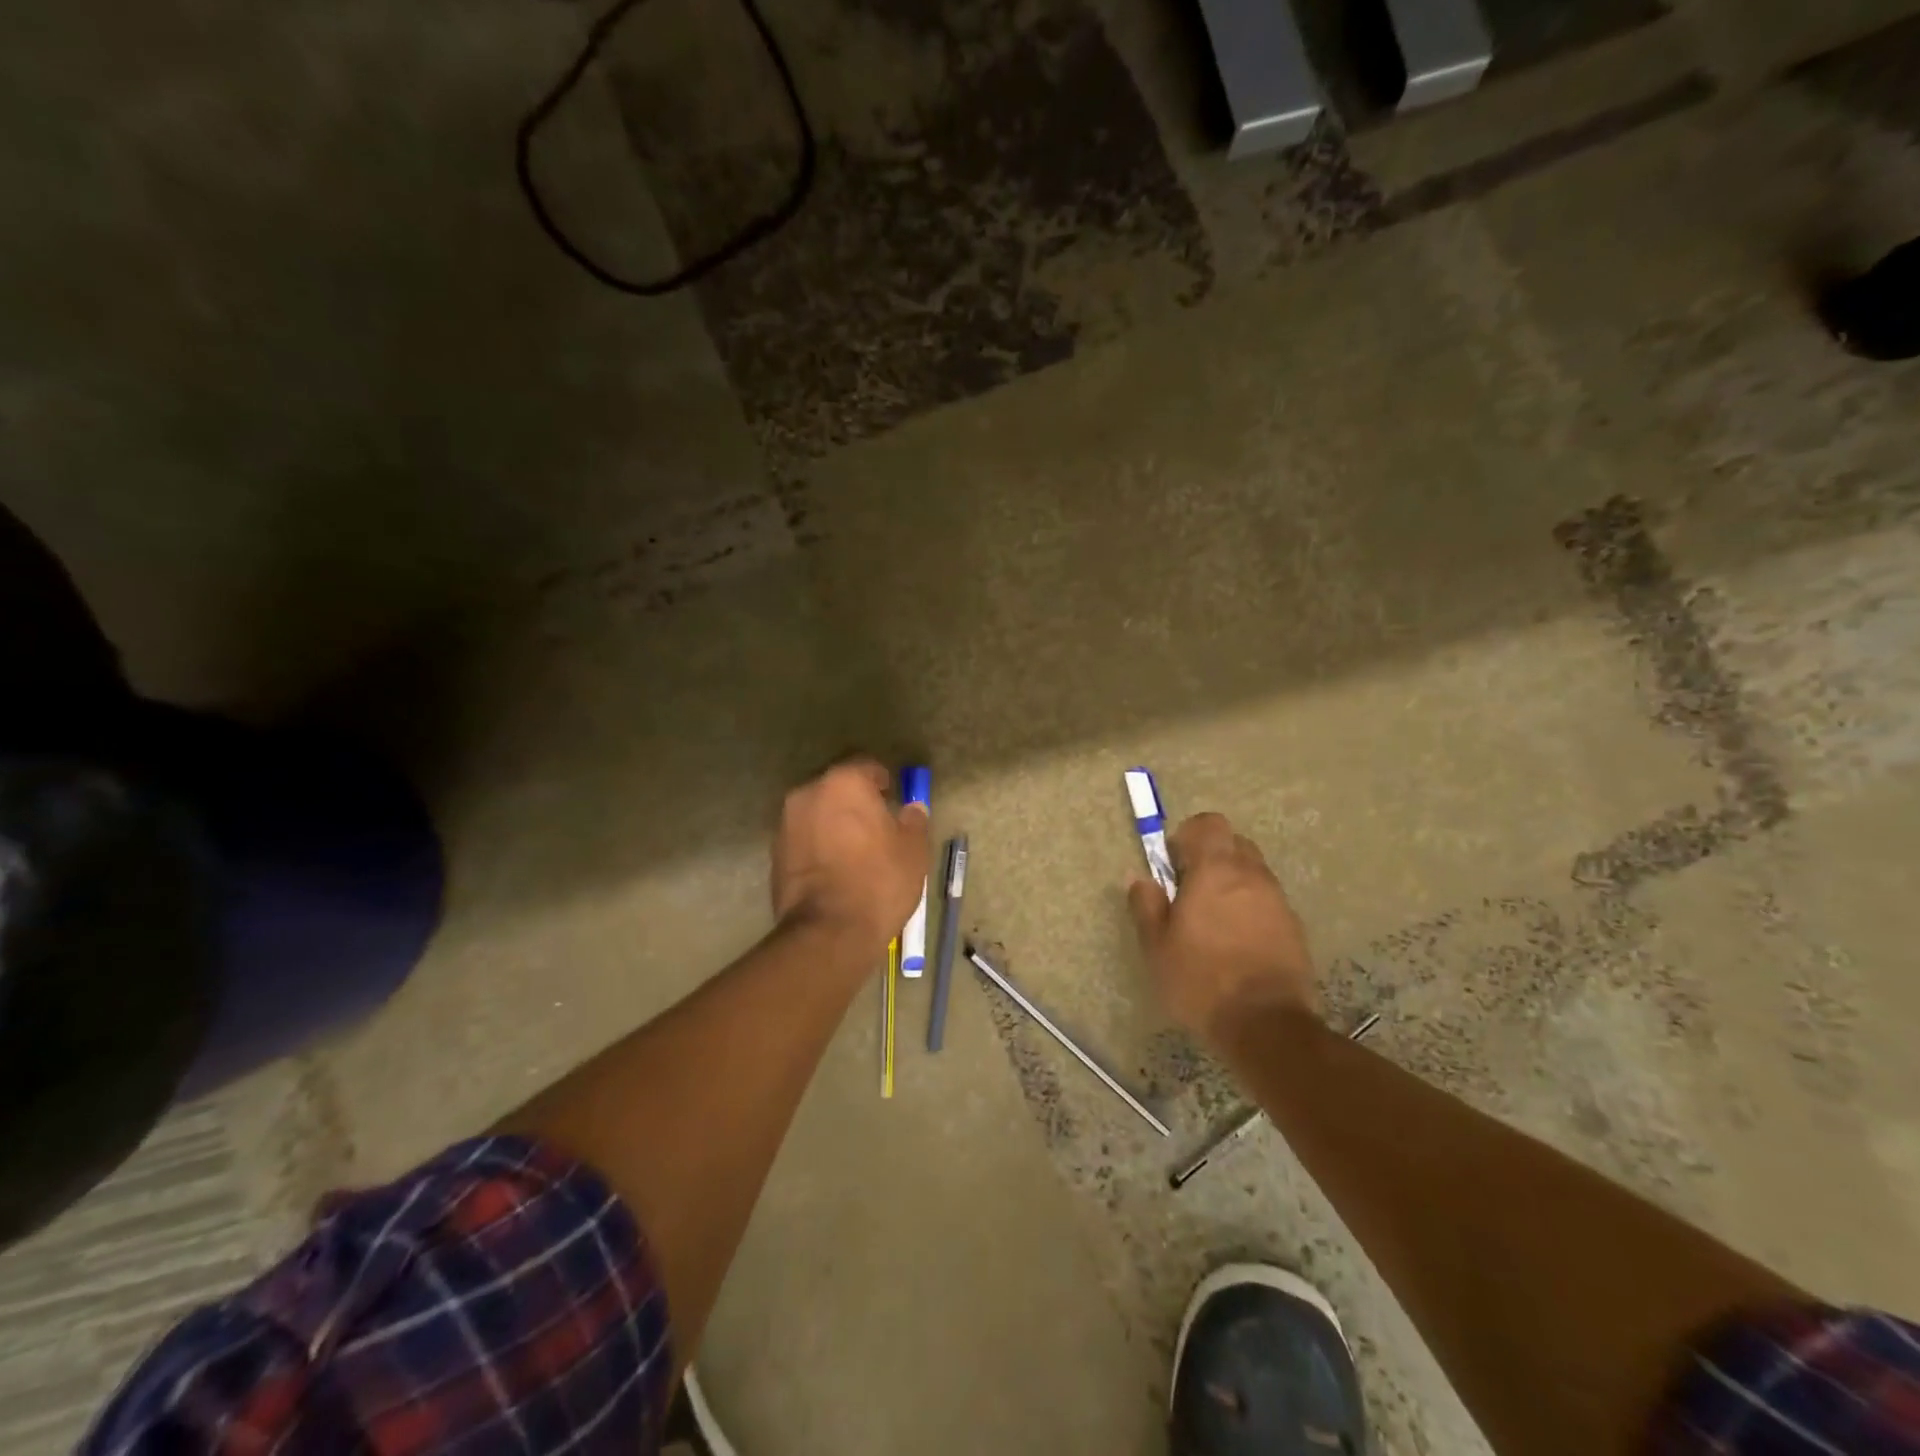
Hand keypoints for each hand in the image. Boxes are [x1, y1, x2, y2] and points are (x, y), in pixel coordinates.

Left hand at [771, 759, 929, 957]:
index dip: (883, 781)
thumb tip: (912, 808)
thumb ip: (913, 821)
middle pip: (837, 787)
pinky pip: (804, 836)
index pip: (866, 765)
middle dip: (855, 800)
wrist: (828, 932)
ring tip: (855, 849)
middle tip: (876, 824)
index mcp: (844, 782)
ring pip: (818, 811)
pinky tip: (835, 867)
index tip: (893, 799)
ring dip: (834, 821)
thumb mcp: (913, 850)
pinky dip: (818, 843)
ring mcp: (786, 822)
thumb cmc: (879, 881)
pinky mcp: (775, 852)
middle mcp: (809, 793)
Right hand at [1127, 812, 1318, 1043]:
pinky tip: (1237, 944)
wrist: (1265, 1026)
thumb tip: (1141, 879)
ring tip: (1214, 923)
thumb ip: (1146, 905)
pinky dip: (1251, 909)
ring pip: (1253, 873)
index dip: (1187, 836)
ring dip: (1232, 884)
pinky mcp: (1295, 928)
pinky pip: (1268, 902)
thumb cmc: (1200, 980)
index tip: (1174, 866)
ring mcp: (1278, 900)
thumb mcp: (1156, 946)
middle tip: (1190, 893)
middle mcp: (1251, 875)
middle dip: (1211, 857)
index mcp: (1215, 870)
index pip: (1208, 823)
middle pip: (1233, 843)